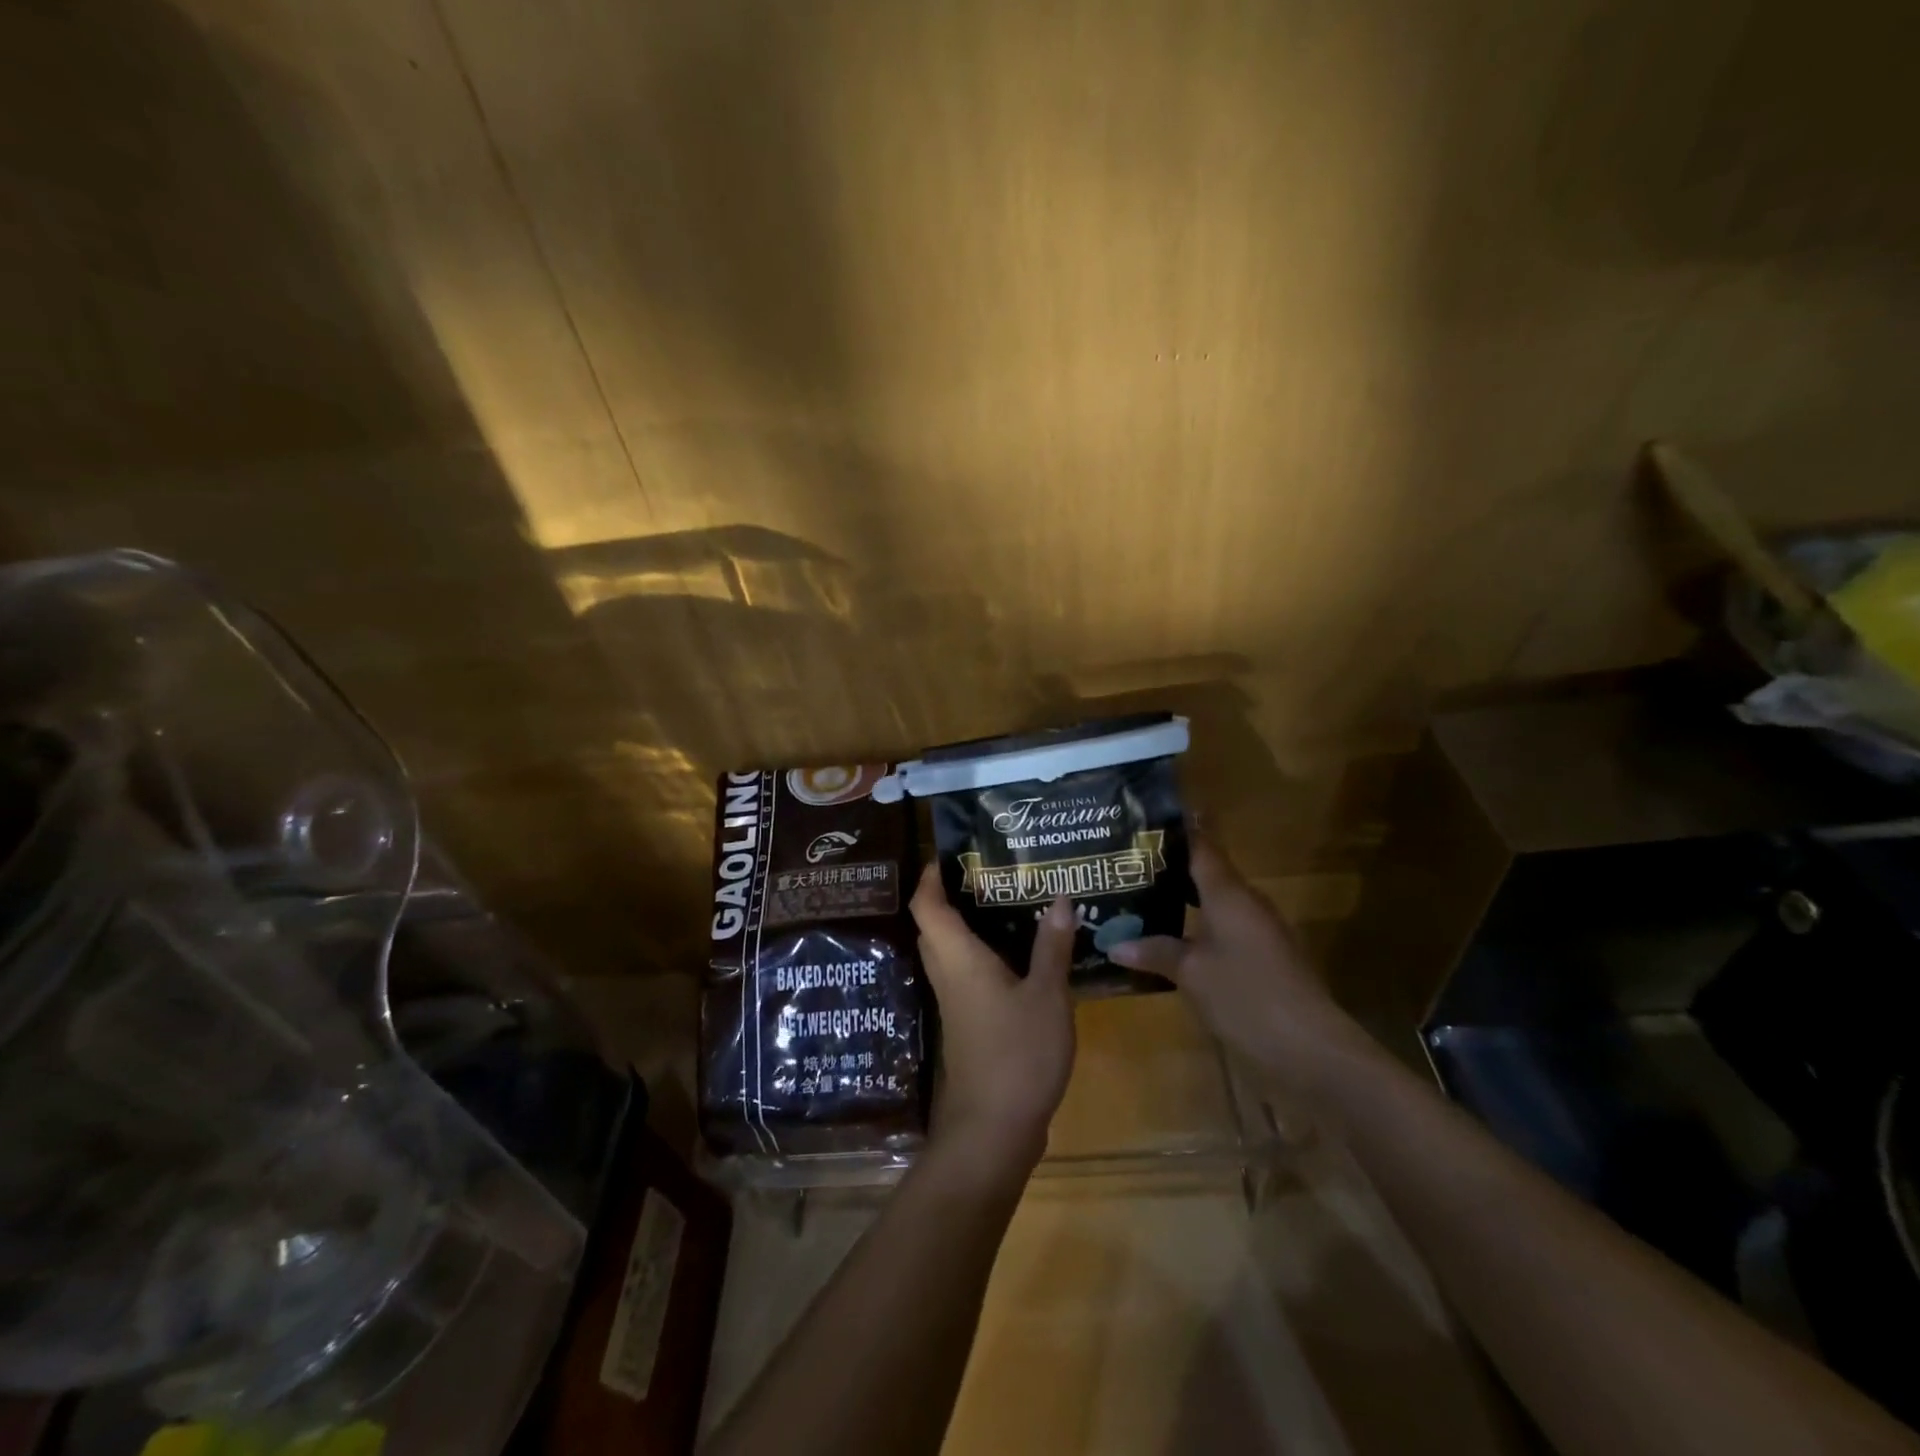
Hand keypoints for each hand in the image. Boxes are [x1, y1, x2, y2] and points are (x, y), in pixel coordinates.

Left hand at [911, 865, 1075, 1177]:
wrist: (993, 1130)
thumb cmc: (1017, 1054)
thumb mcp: (1047, 996)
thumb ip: (1051, 947)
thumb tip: (1060, 898)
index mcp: (957, 957)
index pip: (926, 904)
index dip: (932, 875)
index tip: (955, 853)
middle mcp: (947, 973)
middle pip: (934, 924)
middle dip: (955, 894)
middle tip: (994, 872)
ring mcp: (954, 1001)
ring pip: (950, 949)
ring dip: (969, 924)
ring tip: (1011, 901)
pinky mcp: (966, 1022)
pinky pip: (965, 972)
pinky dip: (983, 953)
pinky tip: (1020, 952)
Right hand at [1109, 835, 1369, 1097]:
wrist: (1312, 1052)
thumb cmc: (1248, 997)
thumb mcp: (1192, 973)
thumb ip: (1155, 952)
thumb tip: (1114, 943)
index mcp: (1229, 894)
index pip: (1202, 846)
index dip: (1178, 828)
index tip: (1148, 815)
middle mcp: (1246, 905)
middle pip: (1206, 873)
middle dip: (1169, 867)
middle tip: (1125, 862)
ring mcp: (1258, 934)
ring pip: (1213, 905)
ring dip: (1180, 900)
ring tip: (1136, 898)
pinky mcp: (1262, 962)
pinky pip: (1220, 932)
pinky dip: (1193, 929)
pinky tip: (1167, 942)